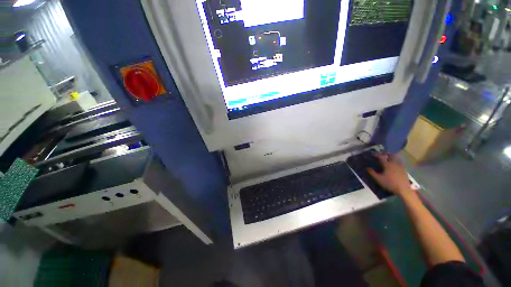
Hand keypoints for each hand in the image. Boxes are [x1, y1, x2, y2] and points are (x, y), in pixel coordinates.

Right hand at [367, 154, 411, 195]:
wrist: (404, 189)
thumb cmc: (390, 183)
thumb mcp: (378, 179)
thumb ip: (372, 173)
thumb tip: (367, 168)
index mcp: (387, 164)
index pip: (381, 157)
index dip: (377, 155)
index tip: (373, 155)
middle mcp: (394, 163)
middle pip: (390, 155)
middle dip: (385, 154)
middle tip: (381, 155)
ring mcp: (400, 166)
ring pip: (396, 158)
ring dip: (391, 156)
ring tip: (388, 158)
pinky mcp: (404, 169)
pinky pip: (399, 162)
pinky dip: (396, 160)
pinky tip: (394, 164)